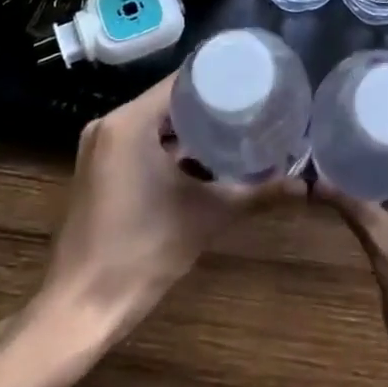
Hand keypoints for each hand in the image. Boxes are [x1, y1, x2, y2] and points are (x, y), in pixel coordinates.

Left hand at [39, 75, 292, 331]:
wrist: (83, 308)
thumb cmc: (143, 251)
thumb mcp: (207, 216)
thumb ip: (256, 193)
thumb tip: (304, 185)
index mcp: (129, 122)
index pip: (180, 82)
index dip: (218, 78)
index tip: (253, 79)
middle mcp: (109, 125)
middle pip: (169, 101)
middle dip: (210, 104)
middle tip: (253, 104)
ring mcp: (100, 148)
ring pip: (155, 124)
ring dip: (191, 128)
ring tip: (237, 127)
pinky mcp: (99, 171)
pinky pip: (141, 143)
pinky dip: (170, 148)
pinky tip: (206, 159)